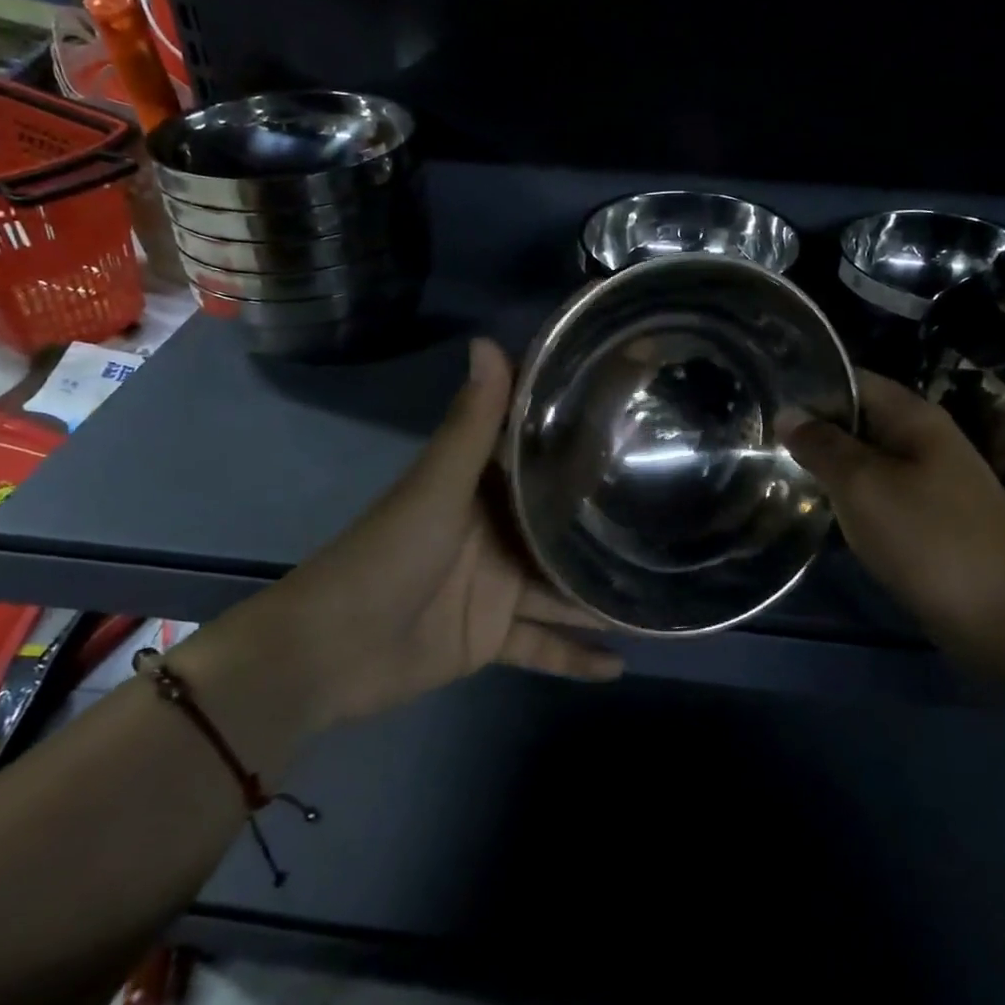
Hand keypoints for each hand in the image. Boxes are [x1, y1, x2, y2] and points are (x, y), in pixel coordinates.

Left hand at [181, 339, 620, 761]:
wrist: (329, 652)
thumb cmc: (387, 555)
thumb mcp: (436, 487)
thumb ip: (471, 424)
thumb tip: (489, 341)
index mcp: (482, 489)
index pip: (540, 457)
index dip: (583, 441)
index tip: (639, 426)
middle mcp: (496, 533)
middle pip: (560, 526)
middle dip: (606, 523)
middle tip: (675, 517)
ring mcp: (497, 587)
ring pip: (562, 588)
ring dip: (602, 593)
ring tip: (663, 592)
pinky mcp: (491, 636)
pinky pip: (544, 646)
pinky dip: (575, 656)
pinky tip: (621, 664)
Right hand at [784, 371, 1004, 666]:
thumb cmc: (929, 539)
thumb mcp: (863, 486)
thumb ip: (822, 446)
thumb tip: (788, 413)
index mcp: (915, 418)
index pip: (854, 380)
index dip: (811, 389)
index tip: (767, 405)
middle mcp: (927, 440)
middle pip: (860, 419)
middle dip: (815, 429)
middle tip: (764, 445)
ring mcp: (933, 480)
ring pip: (868, 458)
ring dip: (831, 466)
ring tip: (782, 474)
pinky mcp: (933, 517)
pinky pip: (882, 492)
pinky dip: (852, 496)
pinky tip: (825, 511)